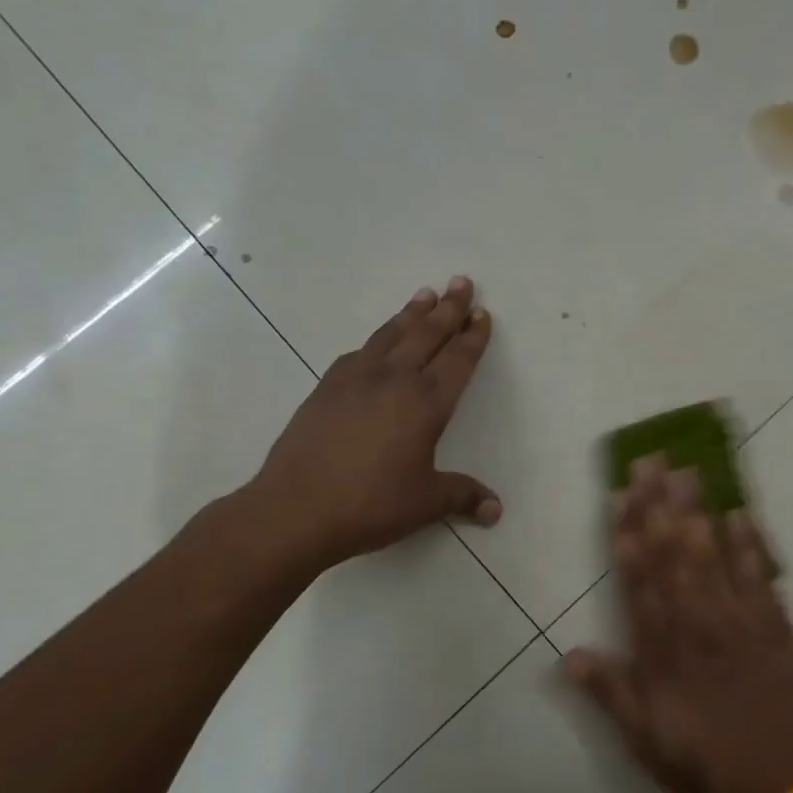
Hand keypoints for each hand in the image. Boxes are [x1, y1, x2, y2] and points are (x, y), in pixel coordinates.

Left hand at [246, 277, 501, 572]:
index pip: (458, 360)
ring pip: (391, 335)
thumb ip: (463, 497)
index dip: (473, 337)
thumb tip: (496, 509)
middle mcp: (394, 380)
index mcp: (426, 403)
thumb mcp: (426, 503)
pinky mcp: (326, 388)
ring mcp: (356, 380)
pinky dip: (377, 340)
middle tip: (461, 282)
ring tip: (425, 294)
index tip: (482, 314)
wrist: (296, 508)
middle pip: (427, 335)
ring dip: (412, 313)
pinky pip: (359, 352)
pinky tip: (376, 343)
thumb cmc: (371, 504)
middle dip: (448, 308)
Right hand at [563, 458, 792, 792]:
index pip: (638, 578)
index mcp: (662, 648)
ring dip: (698, 510)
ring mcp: (739, 619)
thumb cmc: (707, 767)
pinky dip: (751, 543)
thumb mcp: (646, 742)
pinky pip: (760, 575)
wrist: (788, 790)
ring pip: (713, 553)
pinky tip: (740, 513)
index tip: (620, 493)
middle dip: (659, 503)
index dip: (627, 533)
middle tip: (651, 460)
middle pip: (674, 552)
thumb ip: (610, 694)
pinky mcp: (774, 626)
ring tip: (687, 471)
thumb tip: (567, 656)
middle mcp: (698, 622)